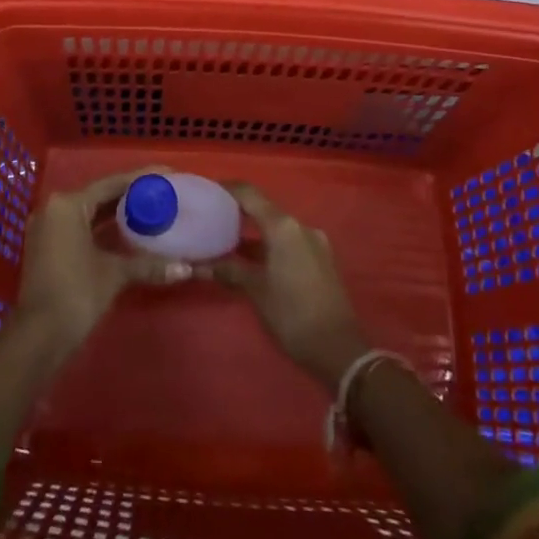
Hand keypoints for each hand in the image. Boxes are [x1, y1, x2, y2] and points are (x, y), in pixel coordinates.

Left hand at [14, 169, 193, 356]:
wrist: (38, 338)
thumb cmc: (76, 294)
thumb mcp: (114, 274)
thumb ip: (149, 265)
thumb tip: (186, 269)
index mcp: (68, 204)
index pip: (111, 183)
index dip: (142, 179)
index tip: (168, 175)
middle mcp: (54, 208)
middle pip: (99, 196)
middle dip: (131, 196)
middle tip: (163, 194)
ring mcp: (47, 229)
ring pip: (89, 213)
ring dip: (117, 214)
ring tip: (151, 210)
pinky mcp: (47, 248)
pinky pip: (80, 228)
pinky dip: (102, 230)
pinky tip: (127, 234)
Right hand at [210, 183, 368, 389]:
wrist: (339, 349)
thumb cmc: (292, 314)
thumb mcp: (256, 291)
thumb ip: (229, 270)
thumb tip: (199, 265)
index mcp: (283, 226)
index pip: (250, 195)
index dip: (228, 189)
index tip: (207, 191)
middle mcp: (300, 226)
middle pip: (264, 209)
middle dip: (239, 212)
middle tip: (213, 217)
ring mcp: (314, 242)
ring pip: (277, 228)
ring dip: (254, 232)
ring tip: (227, 240)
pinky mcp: (320, 259)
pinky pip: (289, 242)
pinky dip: (269, 245)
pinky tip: (253, 260)